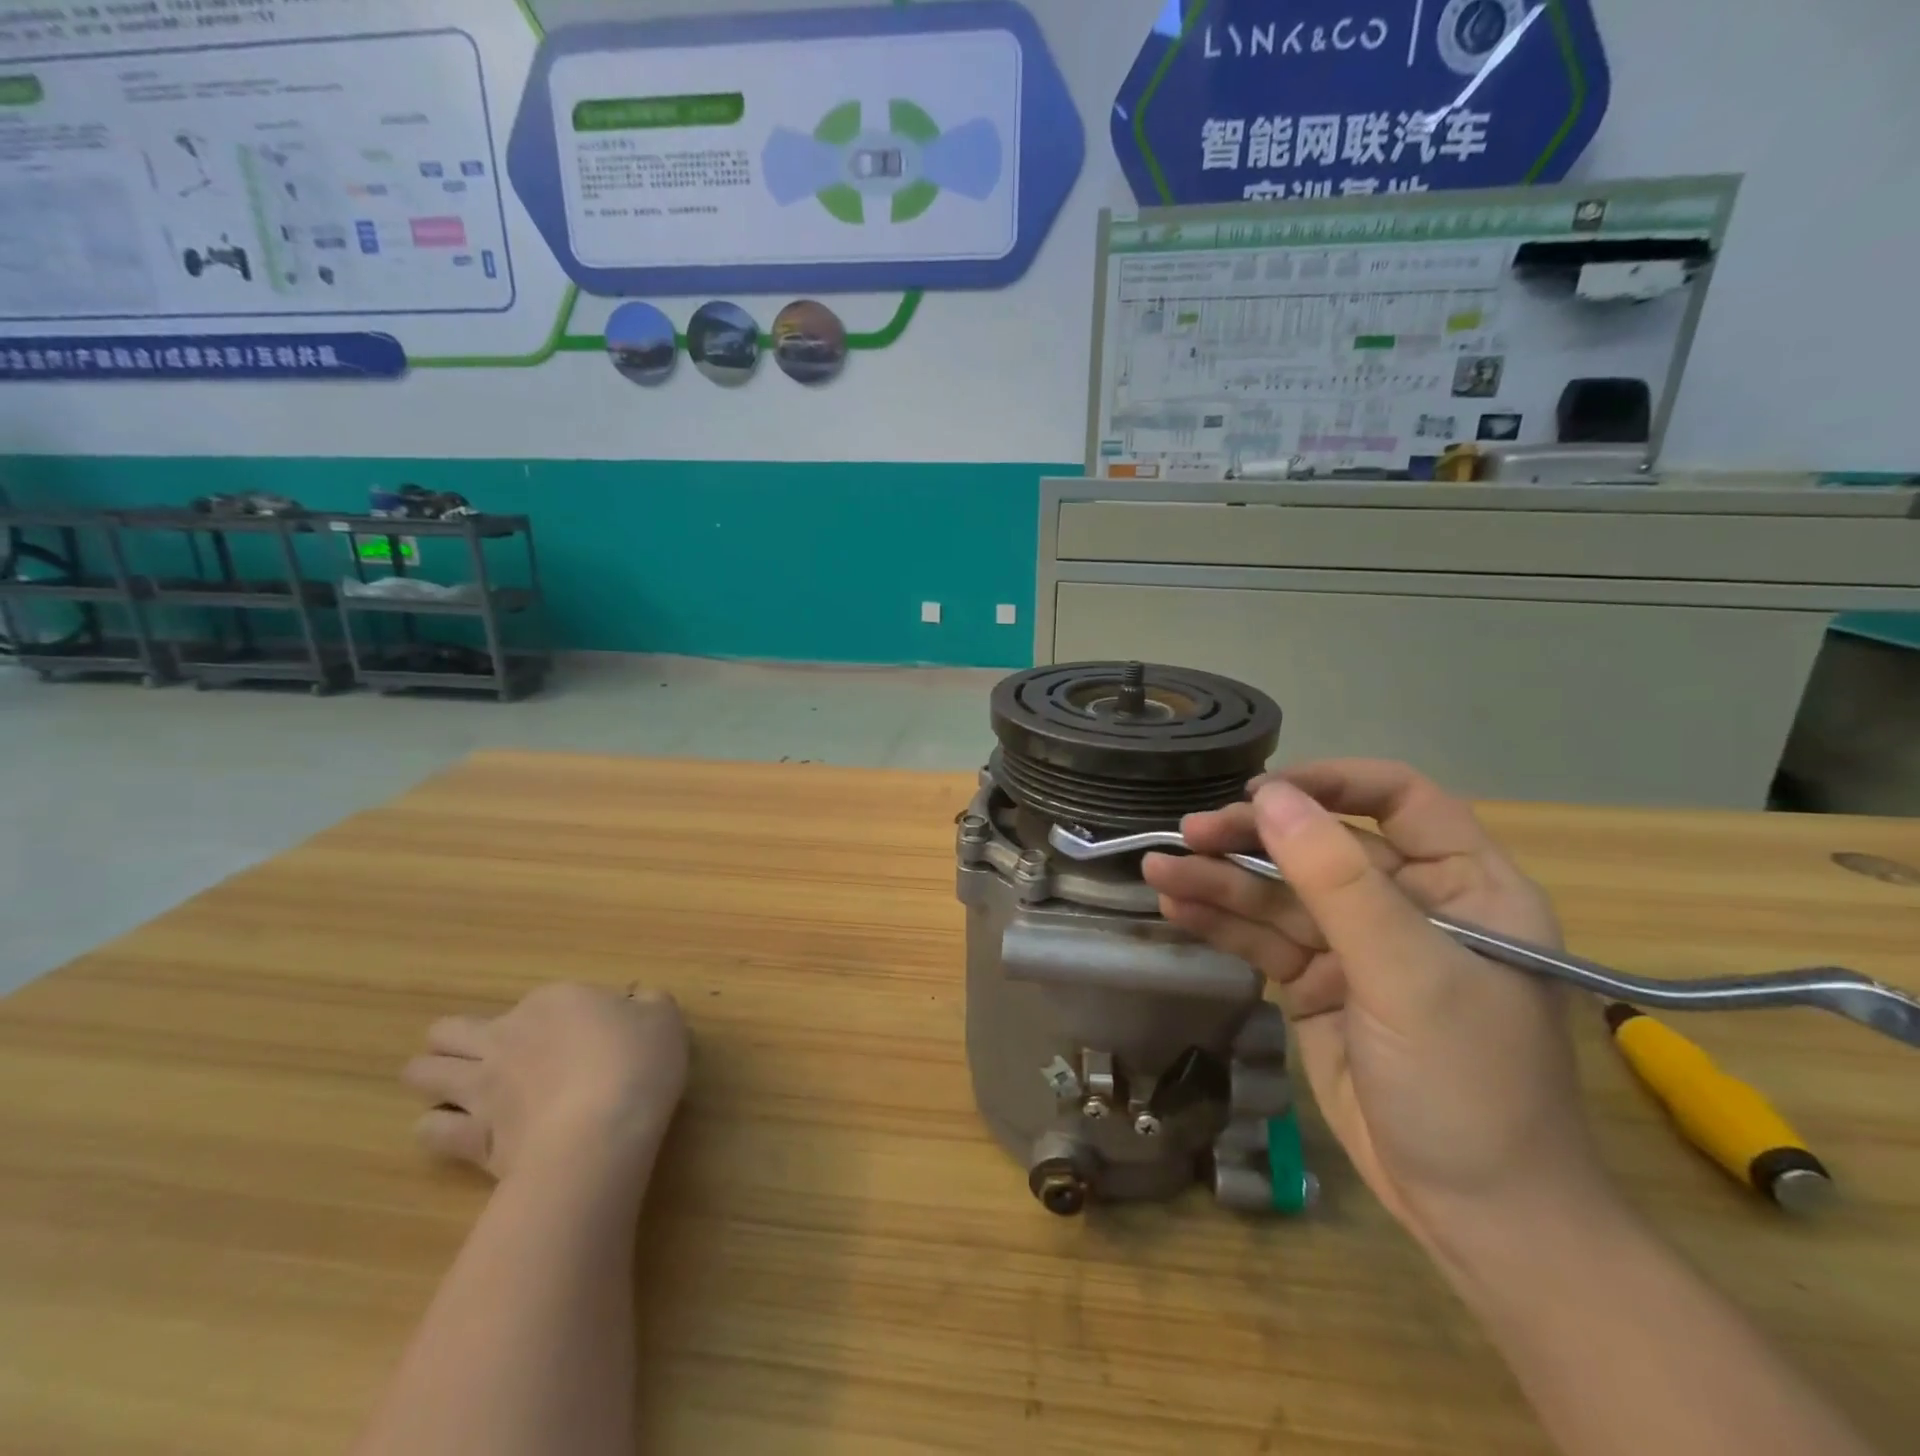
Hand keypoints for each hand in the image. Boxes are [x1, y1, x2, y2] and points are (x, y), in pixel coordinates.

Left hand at [403, 983, 688, 1184]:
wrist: (602, 1131)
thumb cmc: (638, 1063)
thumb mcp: (664, 1019)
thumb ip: (648, 1005)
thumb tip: (638, 1003)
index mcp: (555, 1001)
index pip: (541, 1002)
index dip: (556, 1017)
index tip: (583, 1035)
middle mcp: (508, 1035)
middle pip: (451, 1030)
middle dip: (455, 1039)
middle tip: (486, 1055)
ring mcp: (482, 1087)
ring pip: (424, 1072)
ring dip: (432, 1077)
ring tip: (454, 1089)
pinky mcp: (470, 1137)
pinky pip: (431, 1128)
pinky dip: (437, 1127)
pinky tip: (455, 1130)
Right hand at [1142, 761, 1611, 1256]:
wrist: (1476, 1219)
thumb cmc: (1469, 1084)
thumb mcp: (1407, 973)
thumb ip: (1337, 880)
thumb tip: (1270, 796)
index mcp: (1464, 884)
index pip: (1398, 799)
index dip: (1330, 783)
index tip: (1262, 792)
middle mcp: (1408, 904)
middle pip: (1318, 846)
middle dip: (1252, 839)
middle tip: (1188, 834)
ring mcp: (1356, 946)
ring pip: (1278, 894)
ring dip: (1219, 881)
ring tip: (1159, 870)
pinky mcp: (1315, 985)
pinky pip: (1262, 939)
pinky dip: (1220, 923)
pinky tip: (1176, 908)